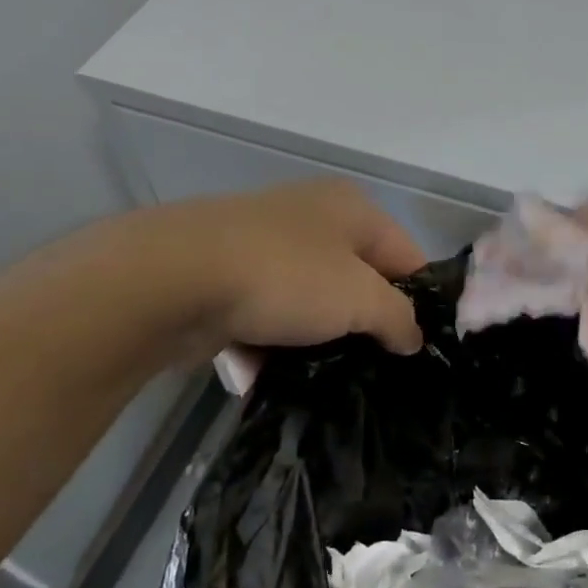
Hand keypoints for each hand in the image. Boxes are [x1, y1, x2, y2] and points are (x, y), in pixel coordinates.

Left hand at [109, 179, 428, 358]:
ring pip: (308, 301)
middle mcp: (311, 216)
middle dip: (363, 324)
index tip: (418, 349)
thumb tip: (413, 338)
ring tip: (322, 379)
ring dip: (314, 339)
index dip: (418, 302)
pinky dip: (267, 343)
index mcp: (352, 208)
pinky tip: (265, 374)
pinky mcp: (224, 275)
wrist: (169, 279)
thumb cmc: (285, 277)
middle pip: (356, 279)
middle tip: (374, 368)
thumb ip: (399, 318)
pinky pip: (263, 314)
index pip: (406, 256)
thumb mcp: (360, 300)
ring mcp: (263, 244)